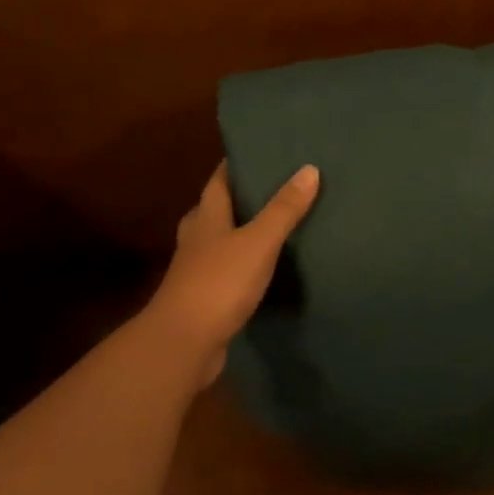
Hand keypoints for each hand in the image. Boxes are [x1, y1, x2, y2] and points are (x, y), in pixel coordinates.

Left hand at [144, 161, 320, 387]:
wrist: (184, 343)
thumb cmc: (219, 283)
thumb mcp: (258, 242)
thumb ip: (283, 209)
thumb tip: (309, 169)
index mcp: (206, 218)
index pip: (217, 181)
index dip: (233, 165)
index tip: (256, 151)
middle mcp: (196, 240)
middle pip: (213, 210)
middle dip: (236, 199)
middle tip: (267, 189)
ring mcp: (196, 271)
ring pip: (216, 242)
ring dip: (236, 233)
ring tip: (268, 226)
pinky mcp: (203, 299)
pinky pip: (224, 273)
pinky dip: (239, 266)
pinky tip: (259, 270)